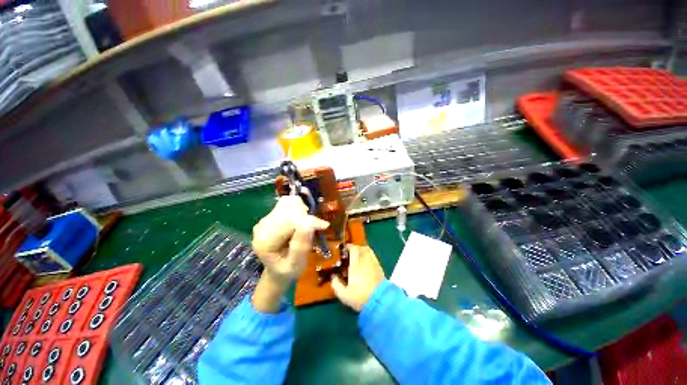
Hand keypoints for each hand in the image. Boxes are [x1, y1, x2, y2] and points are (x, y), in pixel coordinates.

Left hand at [251, 196, 328, 312]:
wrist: (278, 269)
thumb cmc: (288, 270)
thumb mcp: (297, 264)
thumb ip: (301, 246)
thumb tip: (310, 223)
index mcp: (265, 241)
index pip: (288, 222)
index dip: (308, 221)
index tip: (324, 226)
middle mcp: (262, 227)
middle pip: (288, 209)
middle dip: (305, 216)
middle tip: (314, 229)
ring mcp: (265, 219)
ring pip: (289, 202)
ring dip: (302, 211)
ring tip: (306, 225)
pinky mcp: (271, 214)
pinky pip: (288, 202)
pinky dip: (299, 207)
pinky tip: (300, 220)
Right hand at [331, 244, 385, 311]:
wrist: (380, 301)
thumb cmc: (360, 297)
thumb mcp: (344, 295)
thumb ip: (336, 285)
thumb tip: (333, 277)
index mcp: (356, 264)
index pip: (354, 249)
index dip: (349, 246)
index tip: (344, 249)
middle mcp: (365, 260)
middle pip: (362, 247)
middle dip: (356, 248)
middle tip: (350, 253)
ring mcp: (374, 263)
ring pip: (368, 250)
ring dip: (363, 251)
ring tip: (358, 257)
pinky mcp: (379, 267)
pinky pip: (373, 256)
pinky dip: (368, 256)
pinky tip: (366, 264)